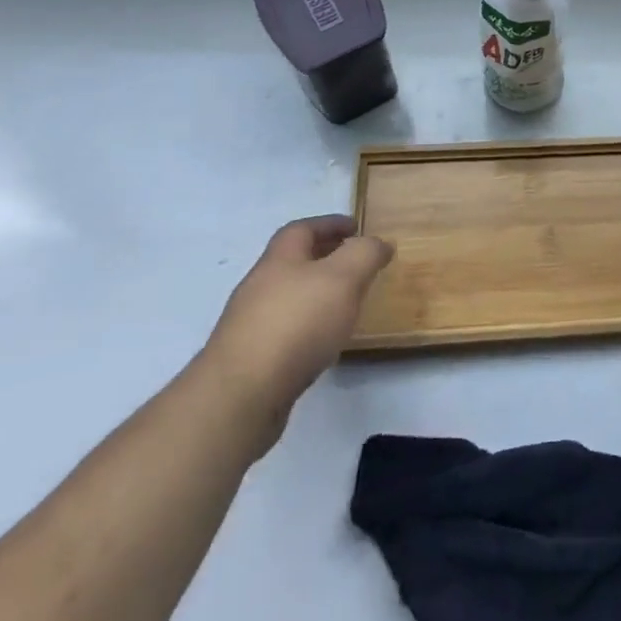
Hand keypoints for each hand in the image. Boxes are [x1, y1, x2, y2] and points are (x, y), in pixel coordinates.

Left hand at [201, 215, 392, 456]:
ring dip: (315, 295)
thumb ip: (365, 254)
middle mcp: (259, 287)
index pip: (302, 229)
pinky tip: (322, 343)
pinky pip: (283, 331)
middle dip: (323, 258)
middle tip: (355, 265)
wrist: (241, 396)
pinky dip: (306, 327)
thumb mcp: (344, 277)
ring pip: (288, 298)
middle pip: (292, 263)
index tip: (356, 227)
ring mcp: (249, 326)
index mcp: (279, 259)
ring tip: (344, 305)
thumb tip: (380, 242)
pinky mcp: (249, 361)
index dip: (329, 224)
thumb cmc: (296, 324)